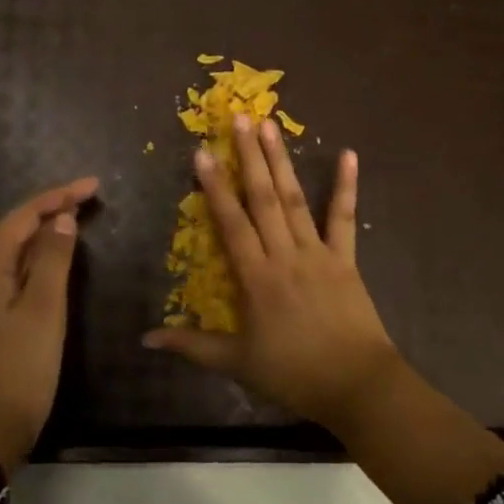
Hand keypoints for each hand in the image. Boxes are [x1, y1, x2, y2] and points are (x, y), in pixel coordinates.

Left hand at [0, 177, 97, 471]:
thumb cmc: (17, 370)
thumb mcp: (43, 312)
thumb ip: (52, 261)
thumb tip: (61, 220)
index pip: (22, 216)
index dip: (57, 196)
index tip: (93, 187)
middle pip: (13, 228)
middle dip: (49, 208)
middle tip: (87, 199)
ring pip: (11, 250)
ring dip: (42, 231)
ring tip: (75, 219)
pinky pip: (11, 271)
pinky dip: (35, 257)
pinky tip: (53, 262)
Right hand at [142, 115, 401, 433]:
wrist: (357, 386)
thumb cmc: (294, 375)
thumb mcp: (237, 363)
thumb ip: (192, 346)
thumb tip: (146, 339)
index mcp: (257, 277)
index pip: (231, 223)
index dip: (215, 187)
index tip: (202, 152)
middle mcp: (285, 255)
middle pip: (264, 198)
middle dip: (249, 157)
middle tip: (238, 118)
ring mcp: (318, 253)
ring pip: (295, 200)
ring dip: (282, 160)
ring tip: (270, 125)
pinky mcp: (345, 258)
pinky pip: (344, 218)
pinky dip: (346, 186)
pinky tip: (348, 154)